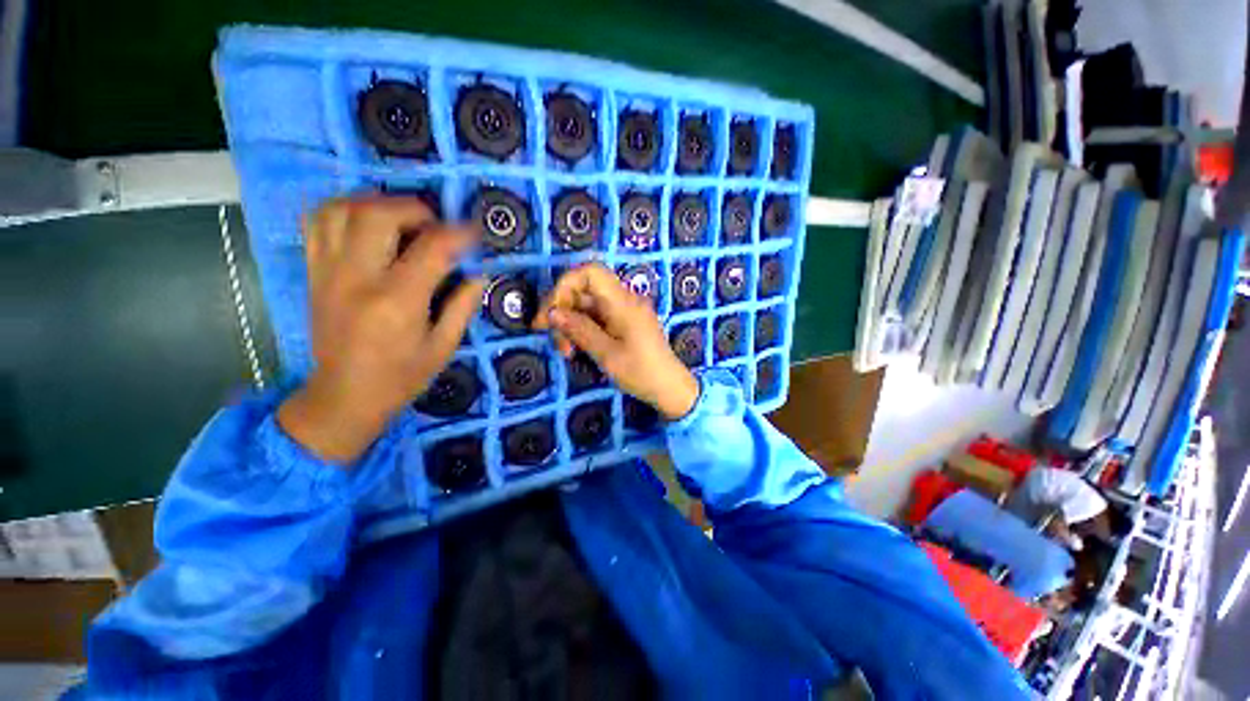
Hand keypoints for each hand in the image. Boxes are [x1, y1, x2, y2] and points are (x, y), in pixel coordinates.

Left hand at [278, 197, 484, 463]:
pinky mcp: (312, 272)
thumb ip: (463, 306)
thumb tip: (479, 274)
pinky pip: (316, 222)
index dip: (459, 233)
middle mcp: (357, 278)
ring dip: (377, 202)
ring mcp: (328, 272)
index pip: (432, 248)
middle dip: (415, 208)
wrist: (344, 396)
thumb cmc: (401, 376)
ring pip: (341, 209)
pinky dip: (343, 209)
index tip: (475, 233)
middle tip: (436, 224)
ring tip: (402, 219)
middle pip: (378, 214)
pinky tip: (365, 222)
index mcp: (397, 301)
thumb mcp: (443, 347)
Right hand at [534, 263, 698, 419]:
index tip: (551, 312)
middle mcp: (624, 300)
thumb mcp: (607, 354)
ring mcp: (625, 312)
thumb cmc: (641, 372)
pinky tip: (576, 348)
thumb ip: (579, 330)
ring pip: (588, 306)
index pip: (590, 272)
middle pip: (585, 290)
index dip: (566, 285)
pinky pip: (598, 317)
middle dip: (563, 310)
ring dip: (571, 323)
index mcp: (623, 302)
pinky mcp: (625, 323)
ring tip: (565, 350)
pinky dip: (583, 329)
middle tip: (550, 337)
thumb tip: (553, 313)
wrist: (670, 388)